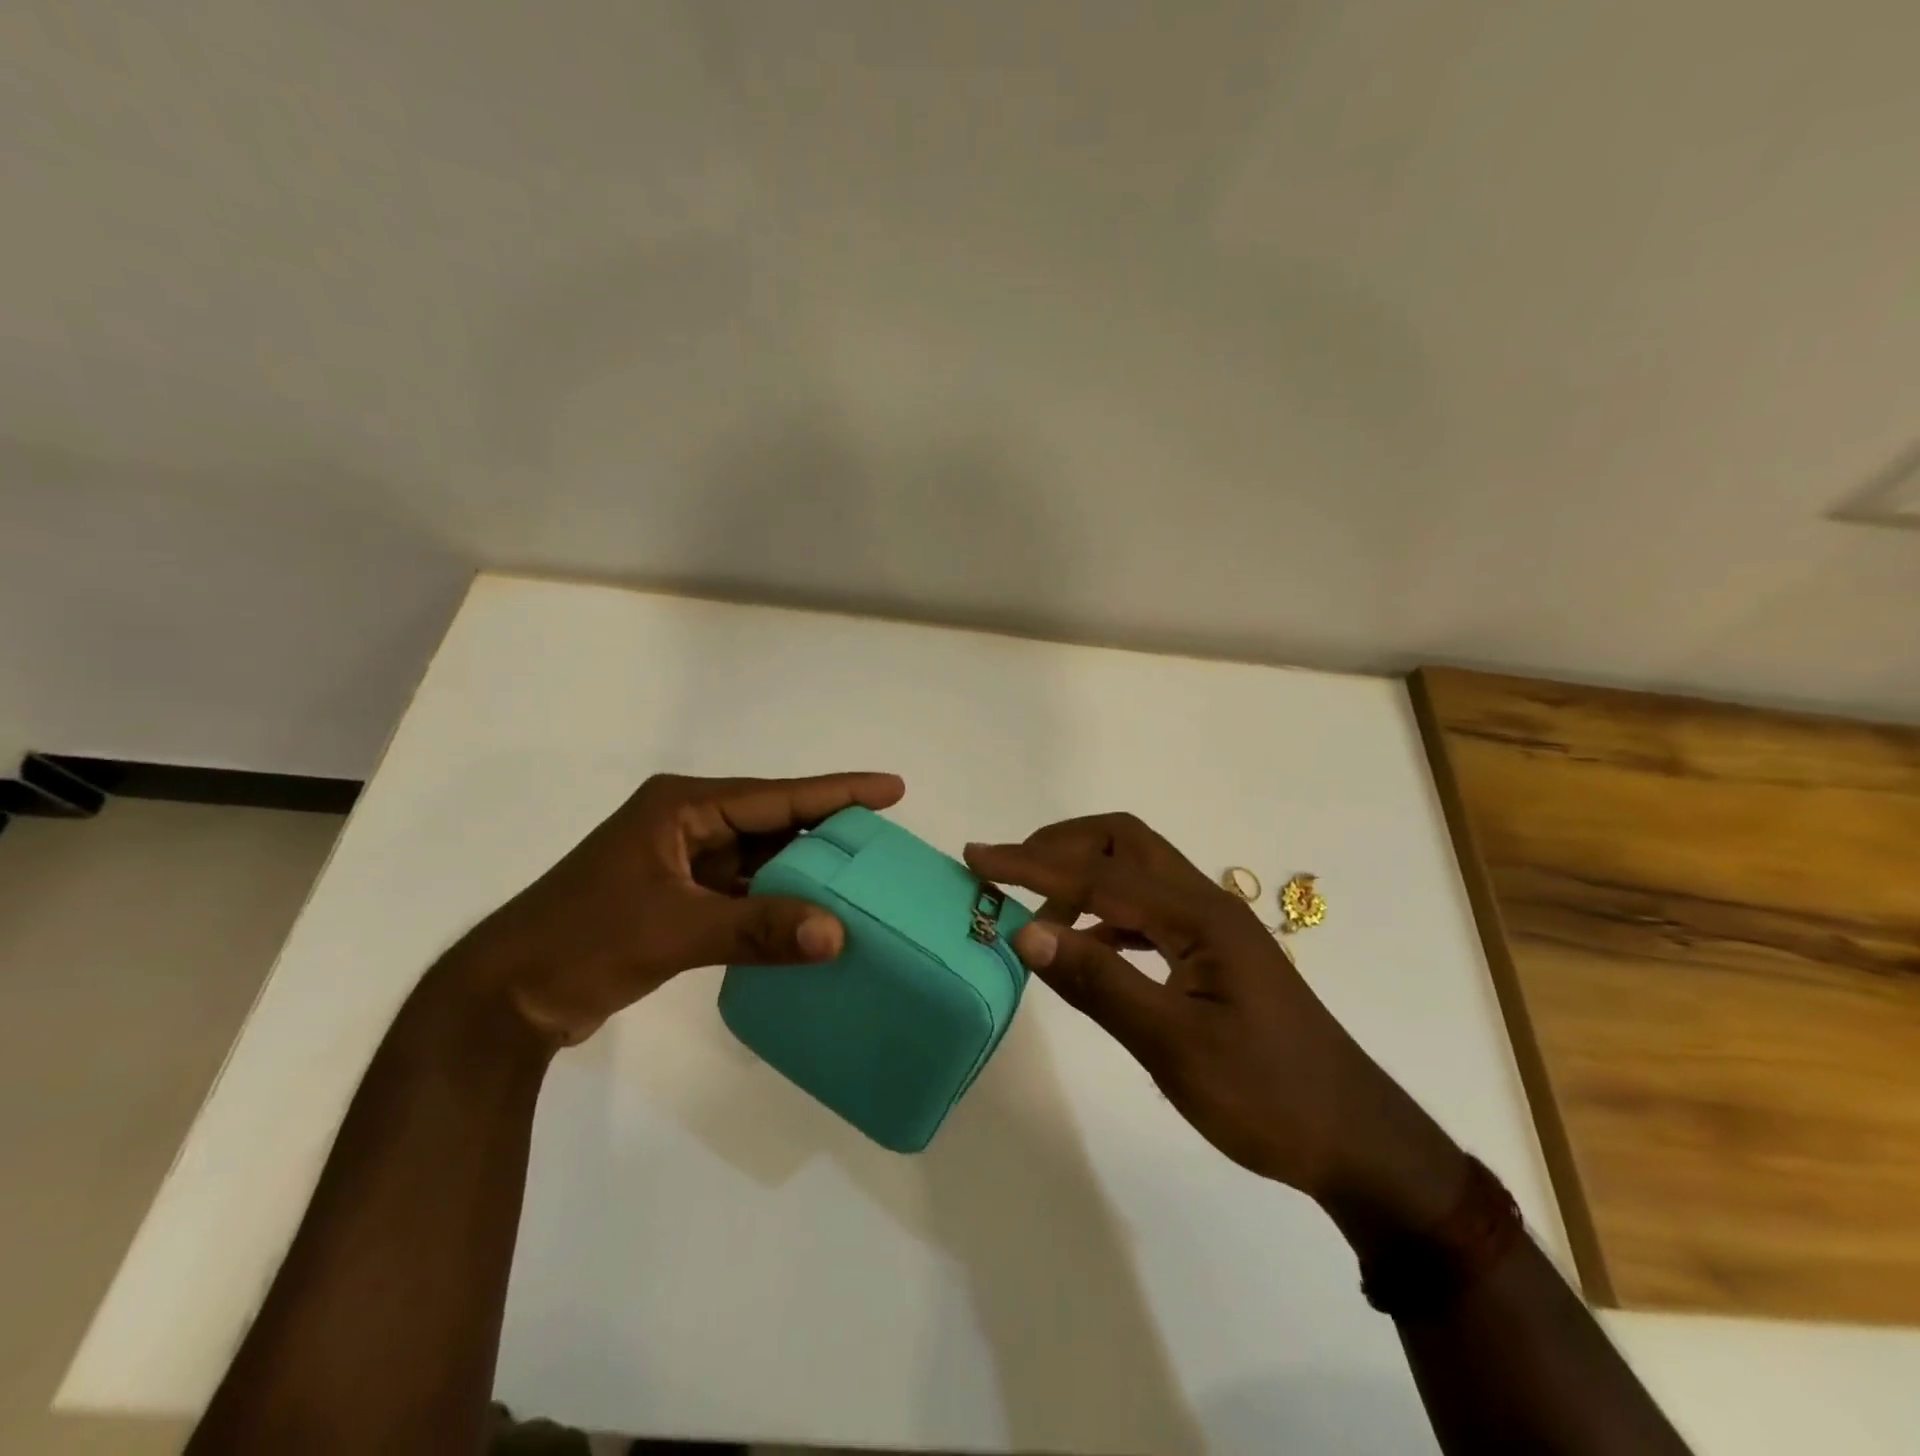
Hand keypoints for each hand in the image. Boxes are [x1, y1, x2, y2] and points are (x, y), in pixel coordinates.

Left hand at [462, 771, 904, 1046]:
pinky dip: (777, 902)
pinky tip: (814, 915)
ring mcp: (682, 861)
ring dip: (804, 870)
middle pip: (774, 821)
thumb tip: (837, 934)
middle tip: (887, 839)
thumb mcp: (675, 929)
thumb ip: (759, 928)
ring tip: (863, 876)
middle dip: (827, 831)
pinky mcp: (679, 897)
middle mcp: (687, 824)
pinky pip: (744, 890)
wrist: (506, 998)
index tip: (892, 787)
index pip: (777, 796)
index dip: (838, 792)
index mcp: (684, 808)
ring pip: (760, 858)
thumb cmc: (584, 942)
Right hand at [965, 815, 1467, 1229]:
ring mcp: (1212, 926)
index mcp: (1198, 915)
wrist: (1356, 1141)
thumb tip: (1025, 930)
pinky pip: (1146, 910)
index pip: (1098, 873)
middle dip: (1061, 846)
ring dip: (1082, 877)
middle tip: (1008, 873)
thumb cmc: (1267, 1097)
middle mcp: (1205, 903)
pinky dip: (1105, 913)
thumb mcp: (1174, 1046)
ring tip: (1036, 913)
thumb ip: (1099, 983)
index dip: (1031, 864)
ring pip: (1136, 872)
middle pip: (1123, 842)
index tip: (976, 857)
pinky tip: (1086, 946)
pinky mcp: (1213, 953)